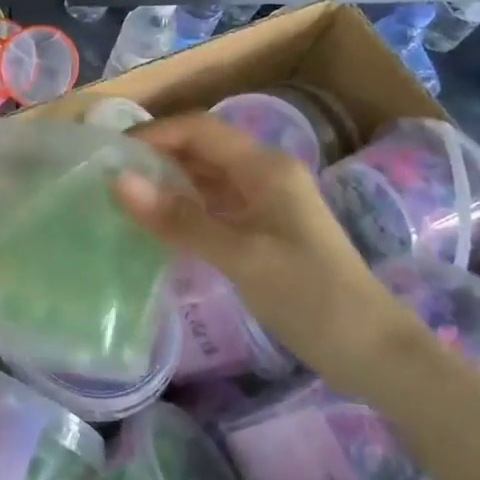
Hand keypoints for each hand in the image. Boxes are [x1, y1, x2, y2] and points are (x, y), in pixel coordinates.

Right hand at [114, 113, 432, 398]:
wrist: (372, 350)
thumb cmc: (310, 296)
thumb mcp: (240, 256)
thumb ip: (179, 219)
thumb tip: (119, 181)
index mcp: (264, 167)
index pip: (199, 129)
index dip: (154, 133)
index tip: (110, 154)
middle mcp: (265, 174)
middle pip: (202, 148)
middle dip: (156, 156)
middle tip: (108, 179)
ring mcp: (267, 202)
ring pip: (207, 177)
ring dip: (168, 183)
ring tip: (123, 200)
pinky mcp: (265, 229)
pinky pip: (215, 205)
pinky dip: (185, 209)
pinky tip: (159, 227)